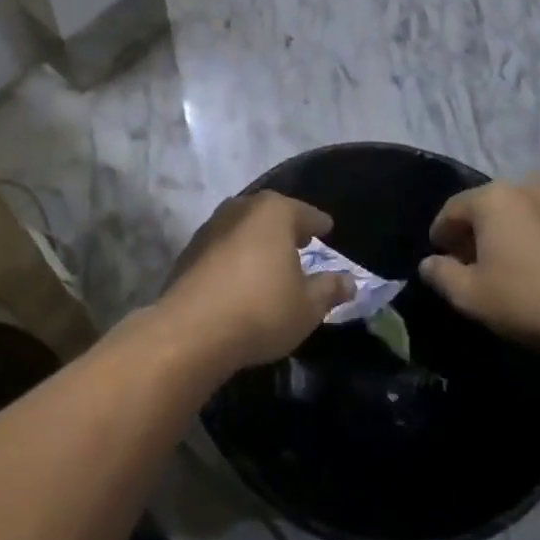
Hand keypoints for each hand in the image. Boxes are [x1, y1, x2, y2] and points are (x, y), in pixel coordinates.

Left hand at [159, 192, 353, 371]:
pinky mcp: (190, 250)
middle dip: (286, 226)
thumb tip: (349, 281)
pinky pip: (223, 246)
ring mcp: (211, 227)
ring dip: (258, 240)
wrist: (191, 330)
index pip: (305, 213)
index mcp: (274, 212)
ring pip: (244, 227)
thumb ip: (329, 289)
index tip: (327, 229)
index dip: (319, 224)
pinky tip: (242, 276)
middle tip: (301, 241)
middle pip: (271, 213)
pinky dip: (236, 255)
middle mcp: (241, 208)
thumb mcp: (308, 306)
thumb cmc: (261, 310)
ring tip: (272, 259)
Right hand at [419, 177, 539, 358]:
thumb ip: (441, 274)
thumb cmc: (527, 299)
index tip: (439, 258)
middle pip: (485, 208)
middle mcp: (524, 190)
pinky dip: (532, 242)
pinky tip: (535, 272)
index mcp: (492, 198)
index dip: (440, 235)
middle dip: (472, 234)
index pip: (451, 210)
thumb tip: (429, 263)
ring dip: (504, 236)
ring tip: (503, 269)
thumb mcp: (470, 295)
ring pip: (517, 216)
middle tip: (468, 265)